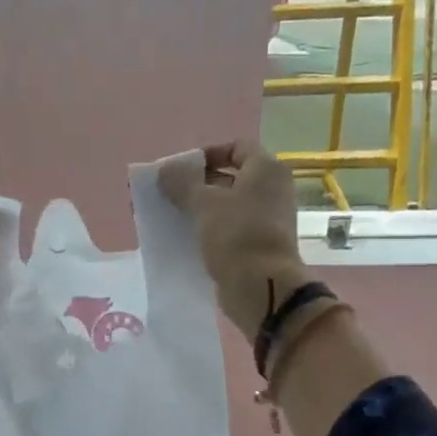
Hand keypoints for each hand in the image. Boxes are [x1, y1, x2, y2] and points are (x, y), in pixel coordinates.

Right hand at [160, 141, 308, 339]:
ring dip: (198, 209)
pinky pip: (228, 229)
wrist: (262, 288)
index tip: (181, 170)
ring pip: (226, 206)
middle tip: (167, 194)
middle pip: (229, 177)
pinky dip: (207, 230)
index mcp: (266, 170)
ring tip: (169, 216)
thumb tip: (164, 170)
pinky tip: (184, 238)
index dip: (207, 154)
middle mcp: (271, 190)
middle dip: (196, 184)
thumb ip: (181, 182)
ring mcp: (266, 219)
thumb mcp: (204, 203)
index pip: (236, 147)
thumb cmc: (237, 235)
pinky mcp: (257, 245)